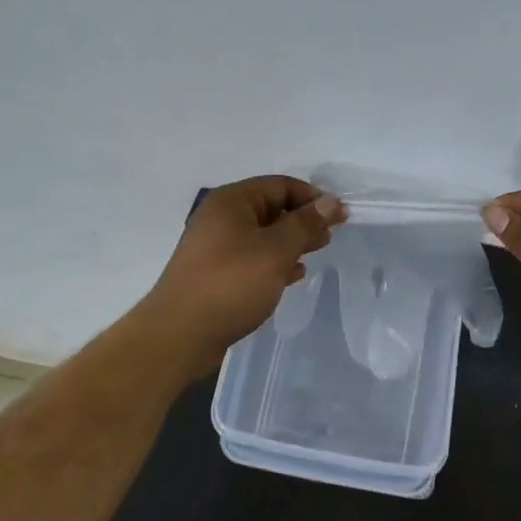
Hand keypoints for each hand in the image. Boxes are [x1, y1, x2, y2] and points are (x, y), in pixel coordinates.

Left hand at [140, 176, 345, 370]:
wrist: (180, 334)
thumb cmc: (230, 284)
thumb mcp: (275, 250)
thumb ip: (305, 224)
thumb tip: (330, 200)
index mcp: (232, 201)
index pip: (280, 185)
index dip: (313, 197)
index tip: (340, 216)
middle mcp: (221, 218)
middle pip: (272, 208)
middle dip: (304, 220)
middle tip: (331, 236)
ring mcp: (216, 246)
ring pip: (264, 235)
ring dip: (292, 241)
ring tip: (317, 252)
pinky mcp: (217, 273)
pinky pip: (253, 258)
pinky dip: (275, 261)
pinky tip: (294, 274)